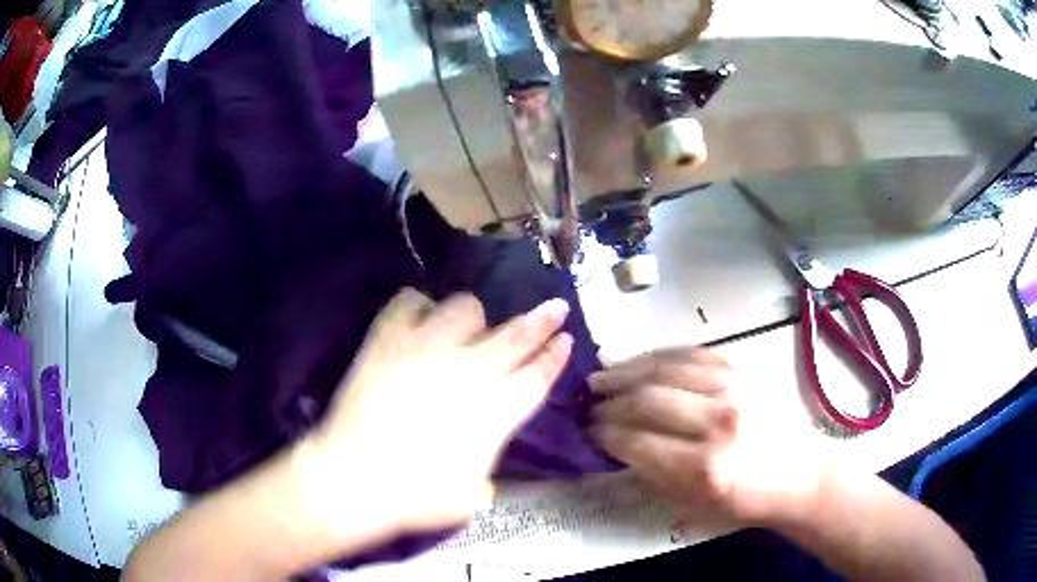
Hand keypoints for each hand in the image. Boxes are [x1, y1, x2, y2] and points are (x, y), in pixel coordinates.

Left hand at [307, 288, 572, 536]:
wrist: (357, 477)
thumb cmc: (418, 497)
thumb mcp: (472, 494)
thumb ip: (485, 463)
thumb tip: (481, 451)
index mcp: (498, 409)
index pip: (538, 375)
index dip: (555, 355)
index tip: (566, 337)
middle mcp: (471, 369)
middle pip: (517, 334)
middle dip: (542, 319)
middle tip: (555, 306)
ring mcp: (429, 348)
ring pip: (465, 308)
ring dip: (474, 317)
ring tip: (468, 326)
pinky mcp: (390, 339)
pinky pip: (410, 303)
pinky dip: (418, 307)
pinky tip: (419, 318)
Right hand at [589, 347, 824, 526]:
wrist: (798, 473)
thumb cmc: (745, 500)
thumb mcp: (692, 505)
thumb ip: (650, 474)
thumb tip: (614, 446)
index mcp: (702, 467)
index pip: (635, 441)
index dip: (603, 434)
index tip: (587, 430)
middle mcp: (717, 422)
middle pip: (645, 399)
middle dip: (608, 402)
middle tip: (589, 404)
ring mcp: (732, 389)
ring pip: (663, 368)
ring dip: (625, 370)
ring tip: (602, 376)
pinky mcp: (742, 368)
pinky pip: (690, 352)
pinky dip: (658, 355)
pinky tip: (640, 362)